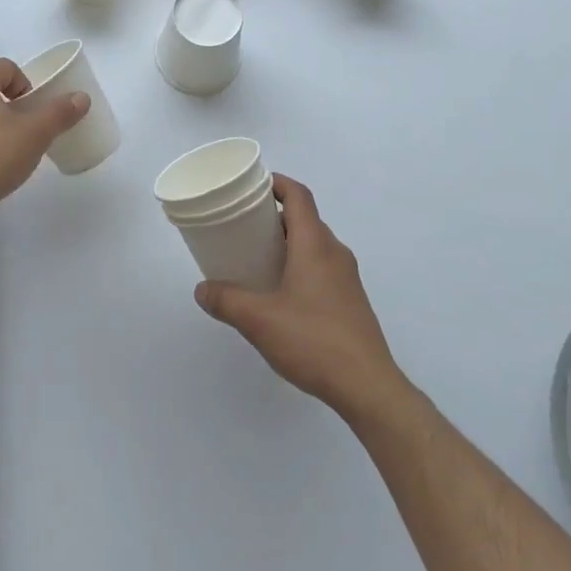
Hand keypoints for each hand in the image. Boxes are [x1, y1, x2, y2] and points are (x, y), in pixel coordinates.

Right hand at [194, 175, 408, 420]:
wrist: (368, 387)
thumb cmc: (314, 341)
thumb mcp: (259, 320)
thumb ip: (227, 300)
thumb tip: (202, 290)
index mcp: (315, 245)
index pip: (299, 196)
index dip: (277, 183)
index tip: (252, 186)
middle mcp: (335, 252)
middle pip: (305, 218)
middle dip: (275, 216)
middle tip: (243, 225)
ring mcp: (347, 277)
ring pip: (314, 245)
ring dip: (287, 243)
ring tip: (257, 258)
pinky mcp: (350, 300)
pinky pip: (322, 267)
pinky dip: (299, 264)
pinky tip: (280, 293)